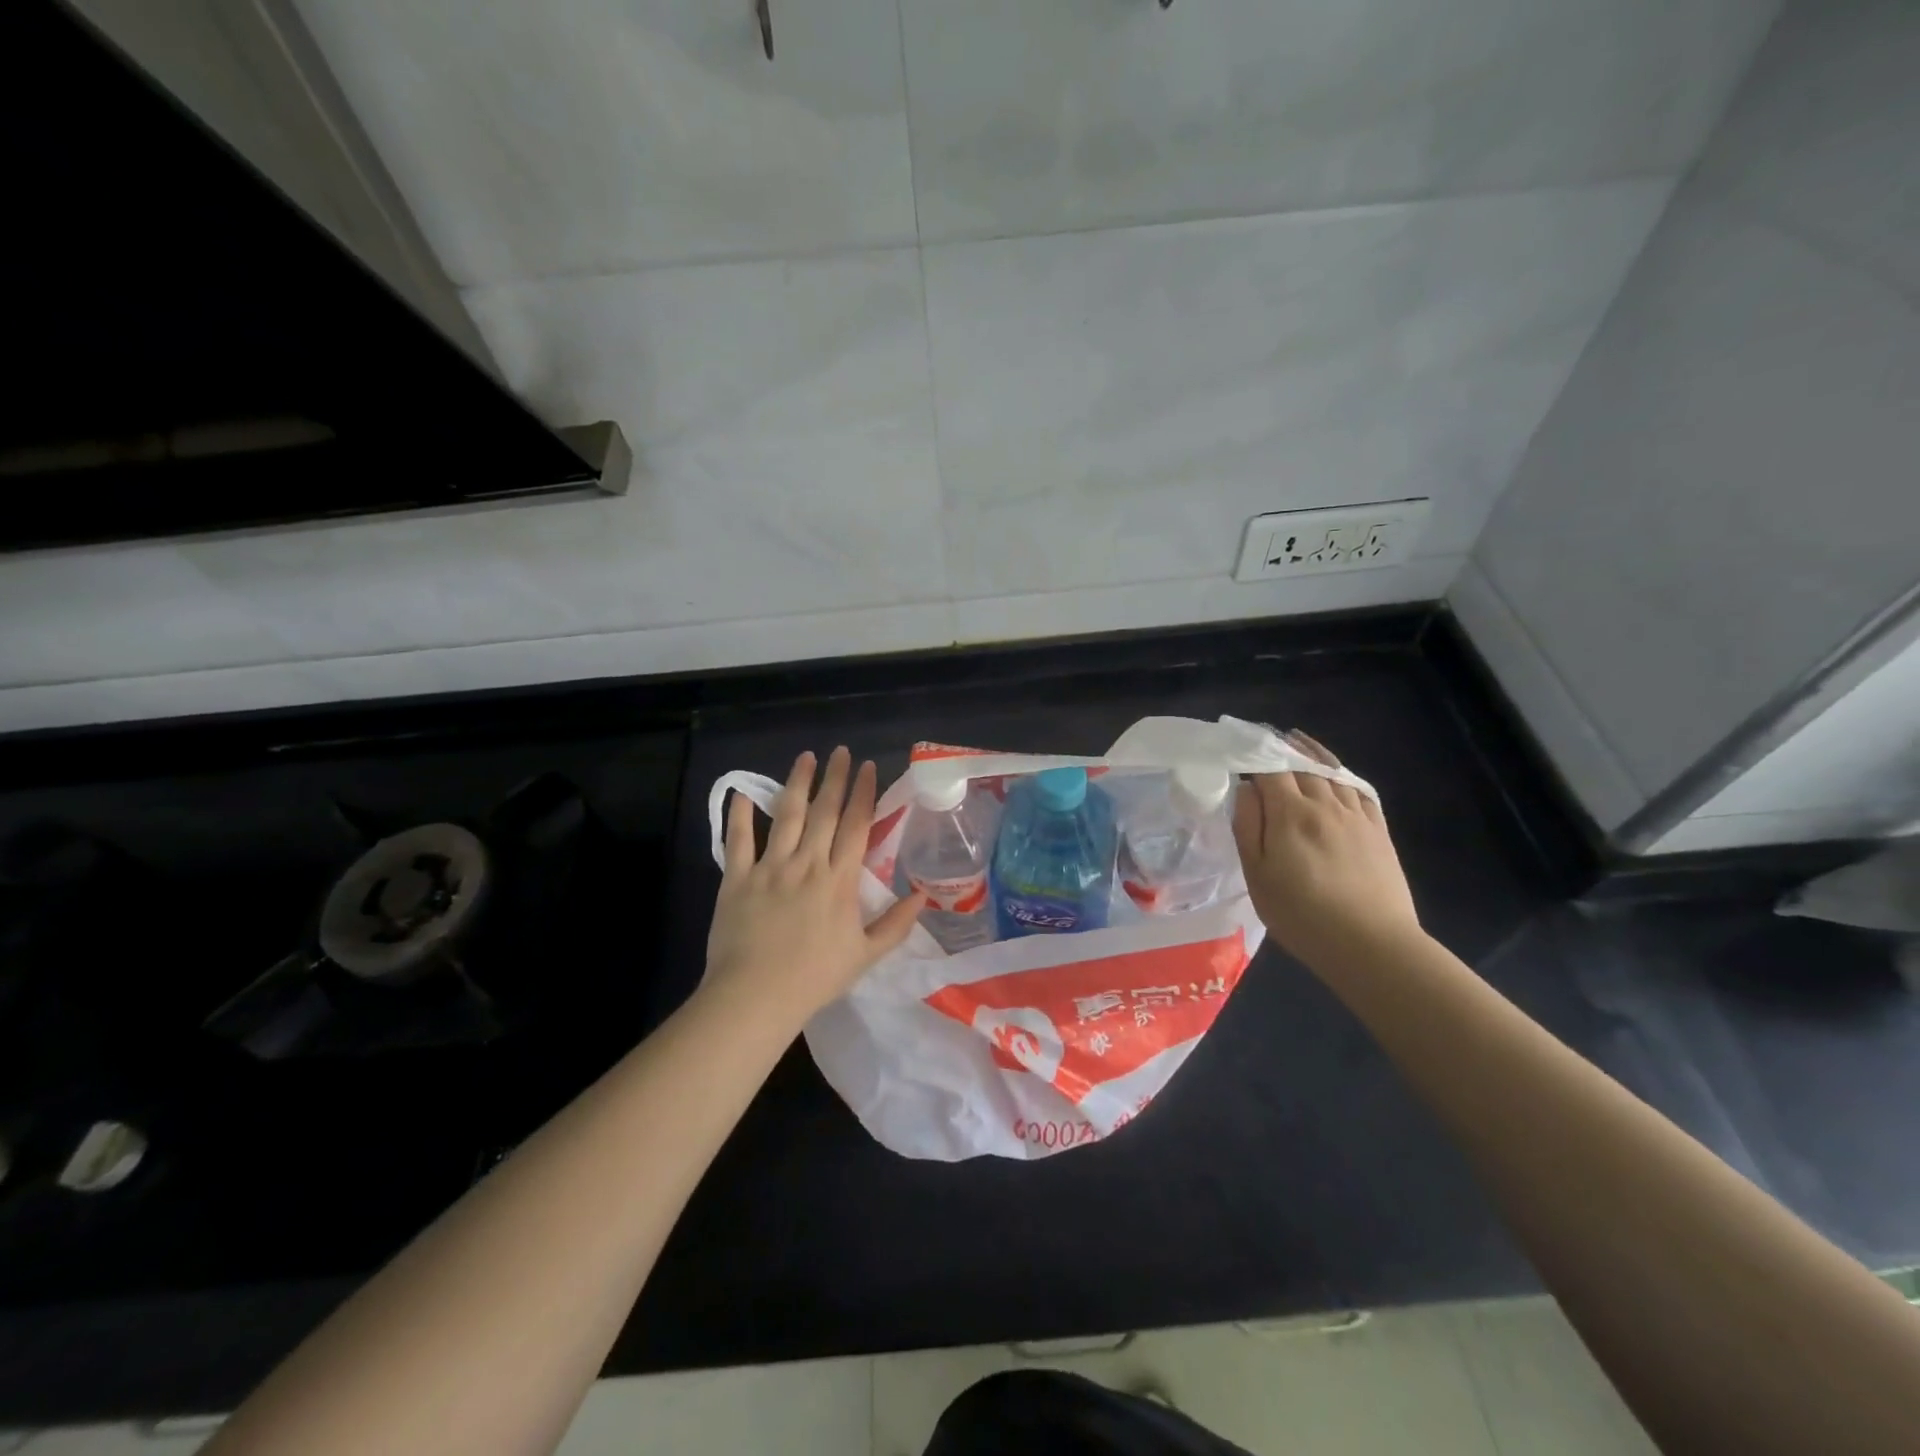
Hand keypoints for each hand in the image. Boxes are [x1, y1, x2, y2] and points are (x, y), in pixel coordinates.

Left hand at [705, 746, 924, 1027]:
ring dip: (797, 784)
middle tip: (839, 751)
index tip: (868, 767)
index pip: (856, 826)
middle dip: (835, 779)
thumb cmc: (815, 978)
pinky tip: (744, 792)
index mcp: (839, 880)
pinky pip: (738, 840)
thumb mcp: (866, 956)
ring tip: (805, 758)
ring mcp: (770, 867)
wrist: (756, 996)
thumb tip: (923, 897)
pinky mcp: (738, 878)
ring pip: (787, 816)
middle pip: (825, 812)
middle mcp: (807, 863)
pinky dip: (740, 815)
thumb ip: (895, 925)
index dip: (864, 794)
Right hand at [1232, 731, 1422, 971]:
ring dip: (1309, 752)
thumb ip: (1248, 827)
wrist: (1371, 946)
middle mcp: (1325, 804)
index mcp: (1290, 814)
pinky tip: (1334, 772)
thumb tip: (1245, 789)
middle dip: (1279, 748)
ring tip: (1294, 740)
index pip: (1268, 770)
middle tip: (1261, 738)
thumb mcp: (1257, 876)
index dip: (1251, 755)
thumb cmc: (1302, 915)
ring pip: (1331, 771)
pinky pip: (1358, 789)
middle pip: (1300, 764)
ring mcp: (1356, 816)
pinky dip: (1341, 773)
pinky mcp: (1377, 830)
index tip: (1235, 747)